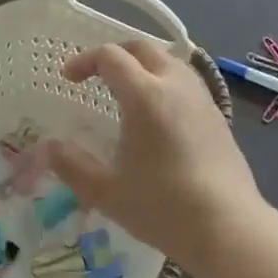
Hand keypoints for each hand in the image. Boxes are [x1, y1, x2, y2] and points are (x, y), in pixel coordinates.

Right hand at [46, 39, 260, 274]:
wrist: (230, 229)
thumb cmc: (163, 207)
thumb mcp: (107, 191)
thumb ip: (72, 165)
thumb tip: (47, 147)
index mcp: (145, 94)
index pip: (110, 57)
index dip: (85, 61)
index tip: (69, 79)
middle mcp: (174, 85)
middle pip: (142, 48)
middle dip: (115, 54)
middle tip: (96, 75)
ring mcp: (201, 98)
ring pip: (169, 61)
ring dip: (143, 65)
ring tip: (127, 91)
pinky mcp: (217, 115)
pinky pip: (185, 81)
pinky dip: (164, 82)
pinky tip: (158, 115)